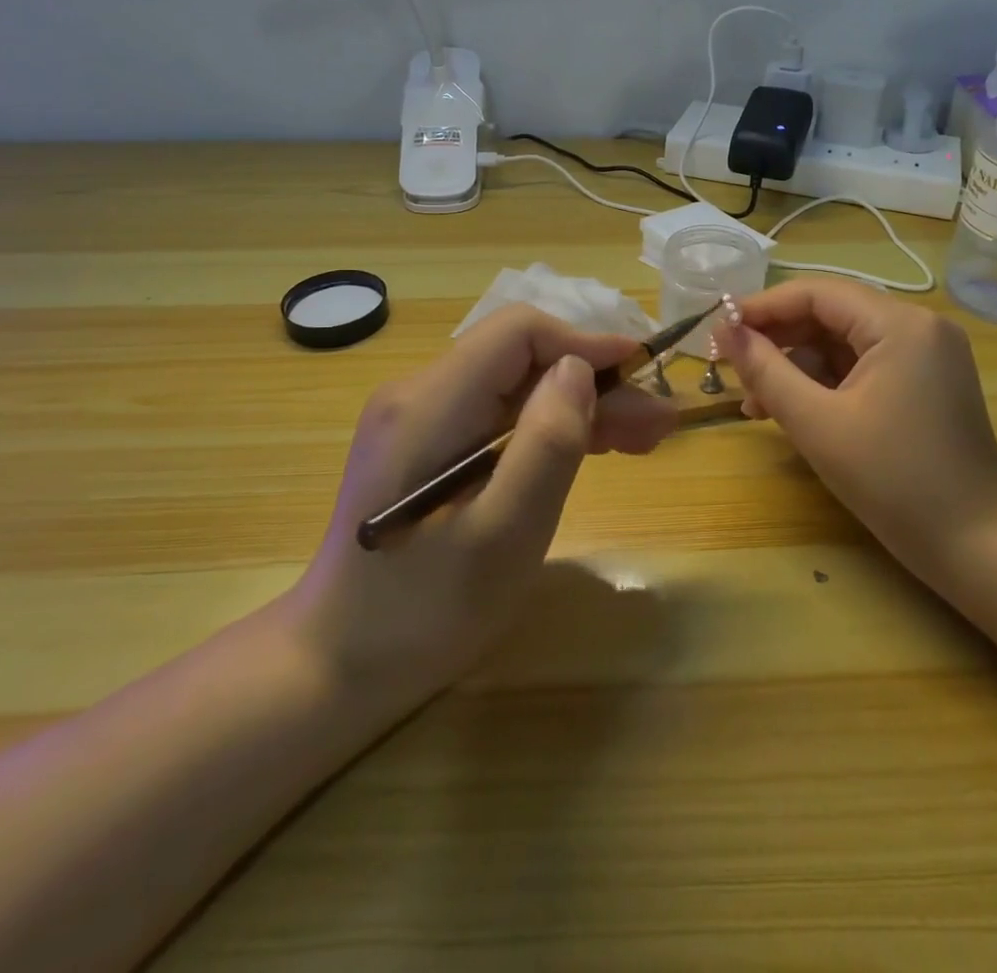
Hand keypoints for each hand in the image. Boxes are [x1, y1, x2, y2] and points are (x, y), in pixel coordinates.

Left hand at [288, 306, 676, 703]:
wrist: (338, 664)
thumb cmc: (424, 612)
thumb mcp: (503, 536)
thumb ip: (545, 445)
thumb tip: (579, 370)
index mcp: (429, 405)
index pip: (518, 333)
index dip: (585, 344)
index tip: (641, 374)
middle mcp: (418, 394)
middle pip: (521, 360)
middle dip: (594, 382)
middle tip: (657, 424)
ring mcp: (419, 418)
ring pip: (516, 386)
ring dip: (581, 405)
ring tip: (642, 440)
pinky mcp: (427, 444)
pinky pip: (499, 415)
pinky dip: (549, 427)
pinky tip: (592, 448)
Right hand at [716, 280, 996, 583]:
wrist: (976, 546)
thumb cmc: (893, 481)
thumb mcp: (816, 423)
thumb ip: (765, 370)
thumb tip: (725, 332)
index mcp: (900, 324)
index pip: (816, 293)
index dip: (762, 308)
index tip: (718, 332)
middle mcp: (919, 326)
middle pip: (830, 315)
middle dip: (778, 342)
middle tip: (733, 372)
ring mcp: (926, 355)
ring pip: (843, 343)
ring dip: (797, 368)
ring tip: (756, 405)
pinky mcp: (925, 382)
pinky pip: (863, 367)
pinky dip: (825, 384)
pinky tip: (792, 411)